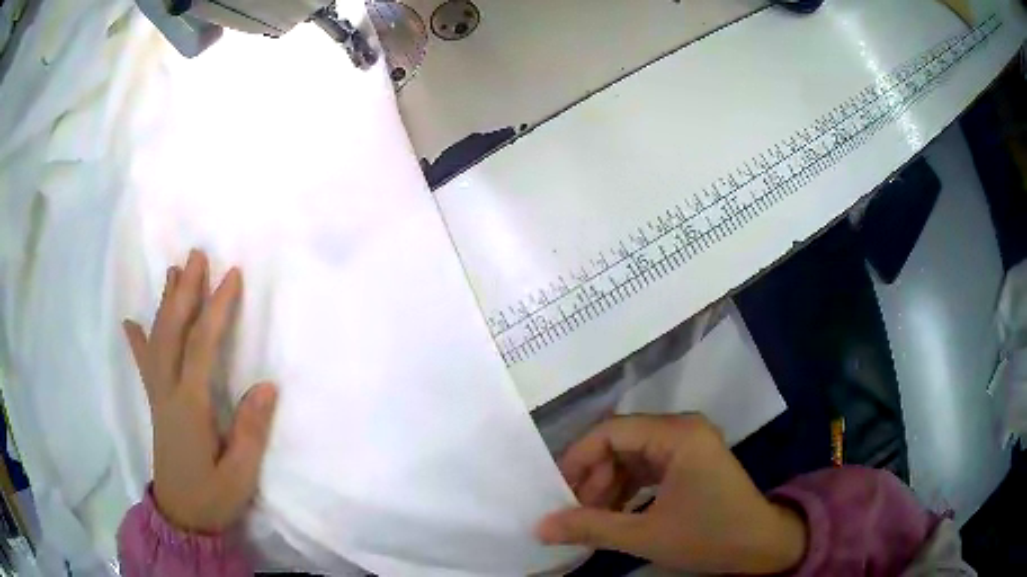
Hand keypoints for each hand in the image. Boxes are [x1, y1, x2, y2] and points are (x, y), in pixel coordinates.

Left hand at [123, 250, 277, 533]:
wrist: (182, 517)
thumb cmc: (213, 497)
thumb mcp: (241, 475)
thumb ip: (251, 431)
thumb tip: (267, 386)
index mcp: (190, 407)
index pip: (202, 347)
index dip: (216, 309)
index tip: (231, 276)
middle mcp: (168, 393)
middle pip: (173, 332)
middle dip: (185, 291)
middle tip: (197, 255)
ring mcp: (158, 396)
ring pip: (157, 340)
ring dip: (166, 303)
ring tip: (174, 271)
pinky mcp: (156, 403)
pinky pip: (144, 364)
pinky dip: (137, 340)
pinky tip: (131, 322)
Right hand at [537, 415, 807, 574]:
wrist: (761, 547)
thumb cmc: (708, 537)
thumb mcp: (645, 535)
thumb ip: (589, 528)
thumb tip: (539, 527)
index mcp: (677, 435)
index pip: (612, 432)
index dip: (578, 459)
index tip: (556, 492)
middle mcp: (682, 429)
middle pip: (621, 442)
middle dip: (593, 477)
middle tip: (574, 512)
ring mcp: (688, 445)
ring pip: (632, 456)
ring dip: (608, 485)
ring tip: (591, 517)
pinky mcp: (690, 462)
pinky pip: (647, 467)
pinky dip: (627, 488)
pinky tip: (615, 513)